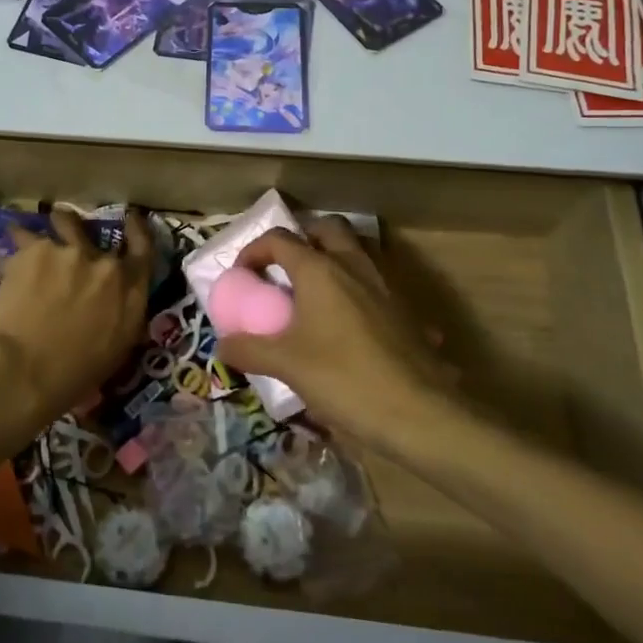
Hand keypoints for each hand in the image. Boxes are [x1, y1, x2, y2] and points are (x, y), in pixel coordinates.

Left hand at [0, 208, 153, 421]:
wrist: (24, 370)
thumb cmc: (73, 375)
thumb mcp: (115, 350)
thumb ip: (120, 315)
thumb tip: (111, 305)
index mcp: (131, 292)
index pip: (144, 248)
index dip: (137, 230)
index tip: (131, 218)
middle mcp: (105, 265)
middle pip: (97, 232)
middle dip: (84, 231)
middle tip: (72, 231)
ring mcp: (70, 252)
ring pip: (64, 221)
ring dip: (57, 223)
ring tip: (40, 230)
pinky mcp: (34, 249)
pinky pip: (24, 237)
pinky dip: (17, 244)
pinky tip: (7, 255)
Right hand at [215, 219, 458, 447]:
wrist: (419, 413)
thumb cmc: (343, 378)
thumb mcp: (285, 365)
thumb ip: (249, 350)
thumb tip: (223, 345)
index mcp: (319, 270)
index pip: (279, 239)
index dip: (255, 251)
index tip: (243, 276)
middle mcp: (354, 266)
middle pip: (327, 229)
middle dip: (303, 238)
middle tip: (286, 267)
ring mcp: (386, 286)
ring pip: (359, 251)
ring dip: (336, 258)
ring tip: (318, 291)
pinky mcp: (408, 311)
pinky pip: (381, 285)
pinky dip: (362, 291)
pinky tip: (356, 323)